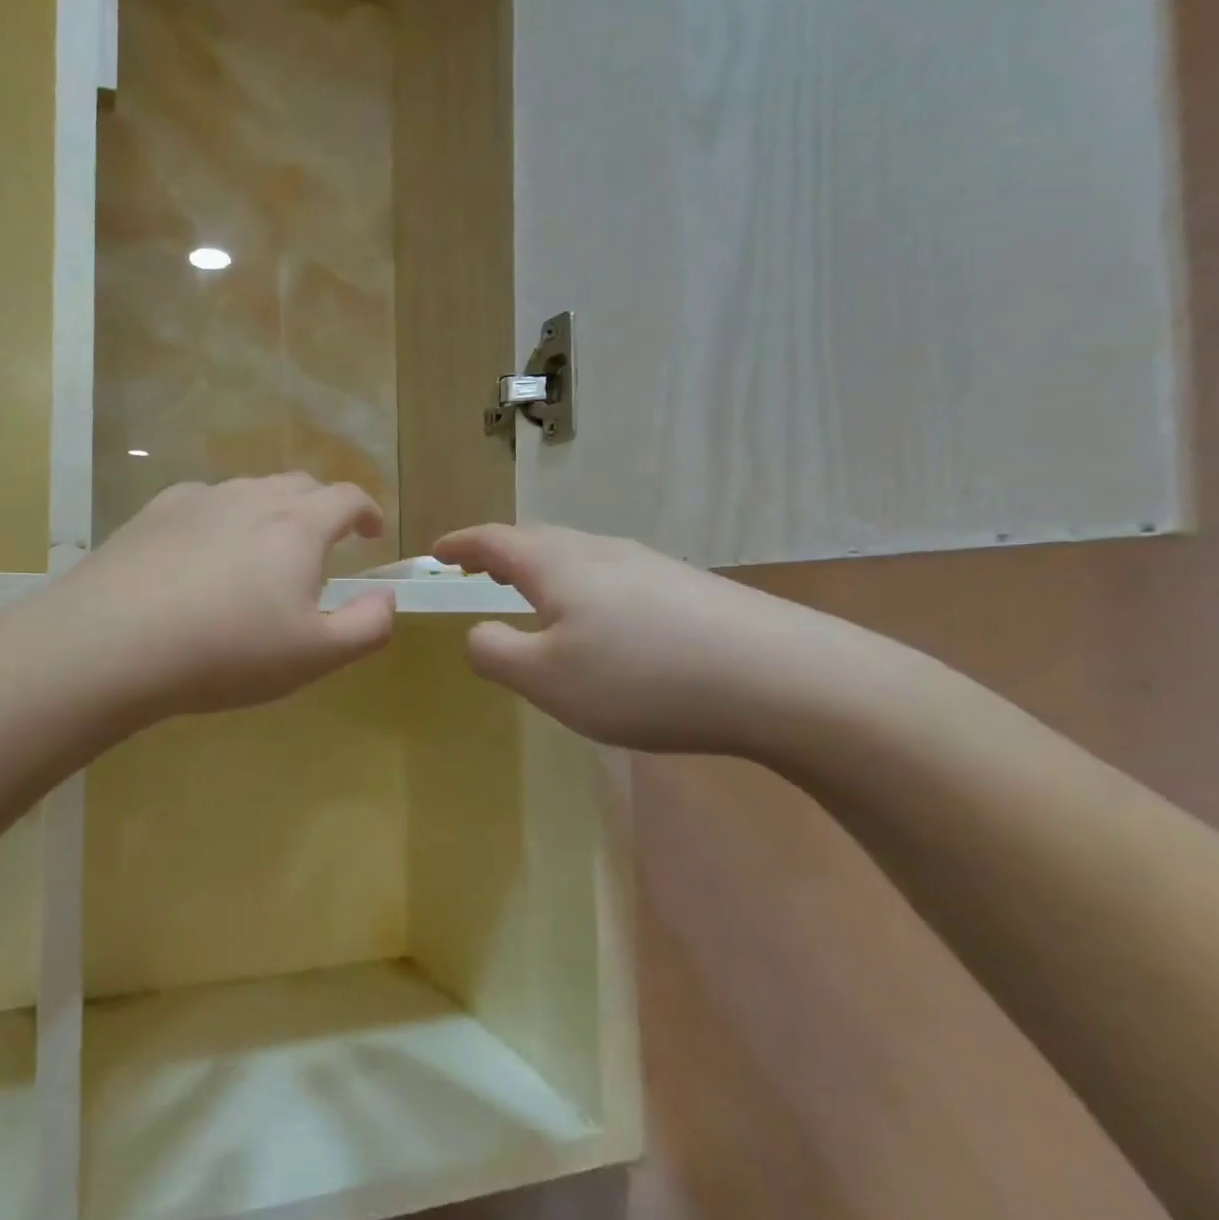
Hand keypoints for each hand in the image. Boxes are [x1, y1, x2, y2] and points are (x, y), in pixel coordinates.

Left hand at [37, 475, 394, 723]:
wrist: (114, 644)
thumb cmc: (227, 651)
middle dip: (320, 508)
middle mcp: (250, 497)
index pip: (347, 498)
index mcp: (297, 525)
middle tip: (321, 544)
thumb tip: (385, 599)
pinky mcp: (152, 513)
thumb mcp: (315, 655)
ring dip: (268, 513)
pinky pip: (202, 504)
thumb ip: (367, 626)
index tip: (371, 533)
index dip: (367, 512)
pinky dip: (220, 520)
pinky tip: (202, 554)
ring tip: (260, 554)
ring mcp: (197, 500)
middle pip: (298, 485)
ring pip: (247, 492)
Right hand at [432, 524, 879, 754]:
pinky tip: (600, 623)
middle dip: (500, 553)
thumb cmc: (642, 677)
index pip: (495, 541)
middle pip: (538, 540)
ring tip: (531, 594)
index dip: (461, 545)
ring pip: (579, 557)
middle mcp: (602, 552)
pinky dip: (582, 588)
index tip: (436, 551)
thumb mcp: (547, 679)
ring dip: (543, 569)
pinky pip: (614, 577)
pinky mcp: (688, 589)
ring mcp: (651, 566)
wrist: (782, 678)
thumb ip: (495, 652)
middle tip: (477, 570)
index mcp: (559, 565)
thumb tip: (478, 632)